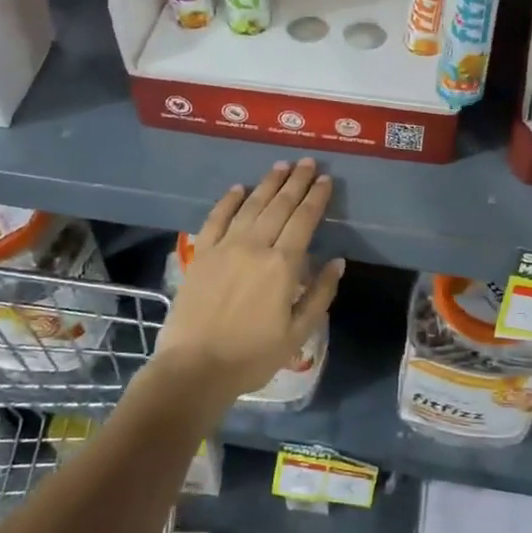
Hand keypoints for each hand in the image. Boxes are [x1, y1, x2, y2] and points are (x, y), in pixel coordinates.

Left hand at [155, 158, 343, 403]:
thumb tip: (337, 261)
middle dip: (297, 182)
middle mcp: (255, 246)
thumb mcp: (298, 332)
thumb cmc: (252, 356)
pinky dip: (228, 201)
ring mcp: (225, 247)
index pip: (304, 220)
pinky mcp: (201, 254)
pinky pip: (216, 219)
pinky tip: (238, 188)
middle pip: (280, 205)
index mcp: (283, 265)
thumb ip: (320, 294)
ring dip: (268, 183)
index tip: (326, 180)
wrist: (194, 369)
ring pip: (251, 206)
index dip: (316, 198)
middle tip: (308, 163)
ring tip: (281, 165)